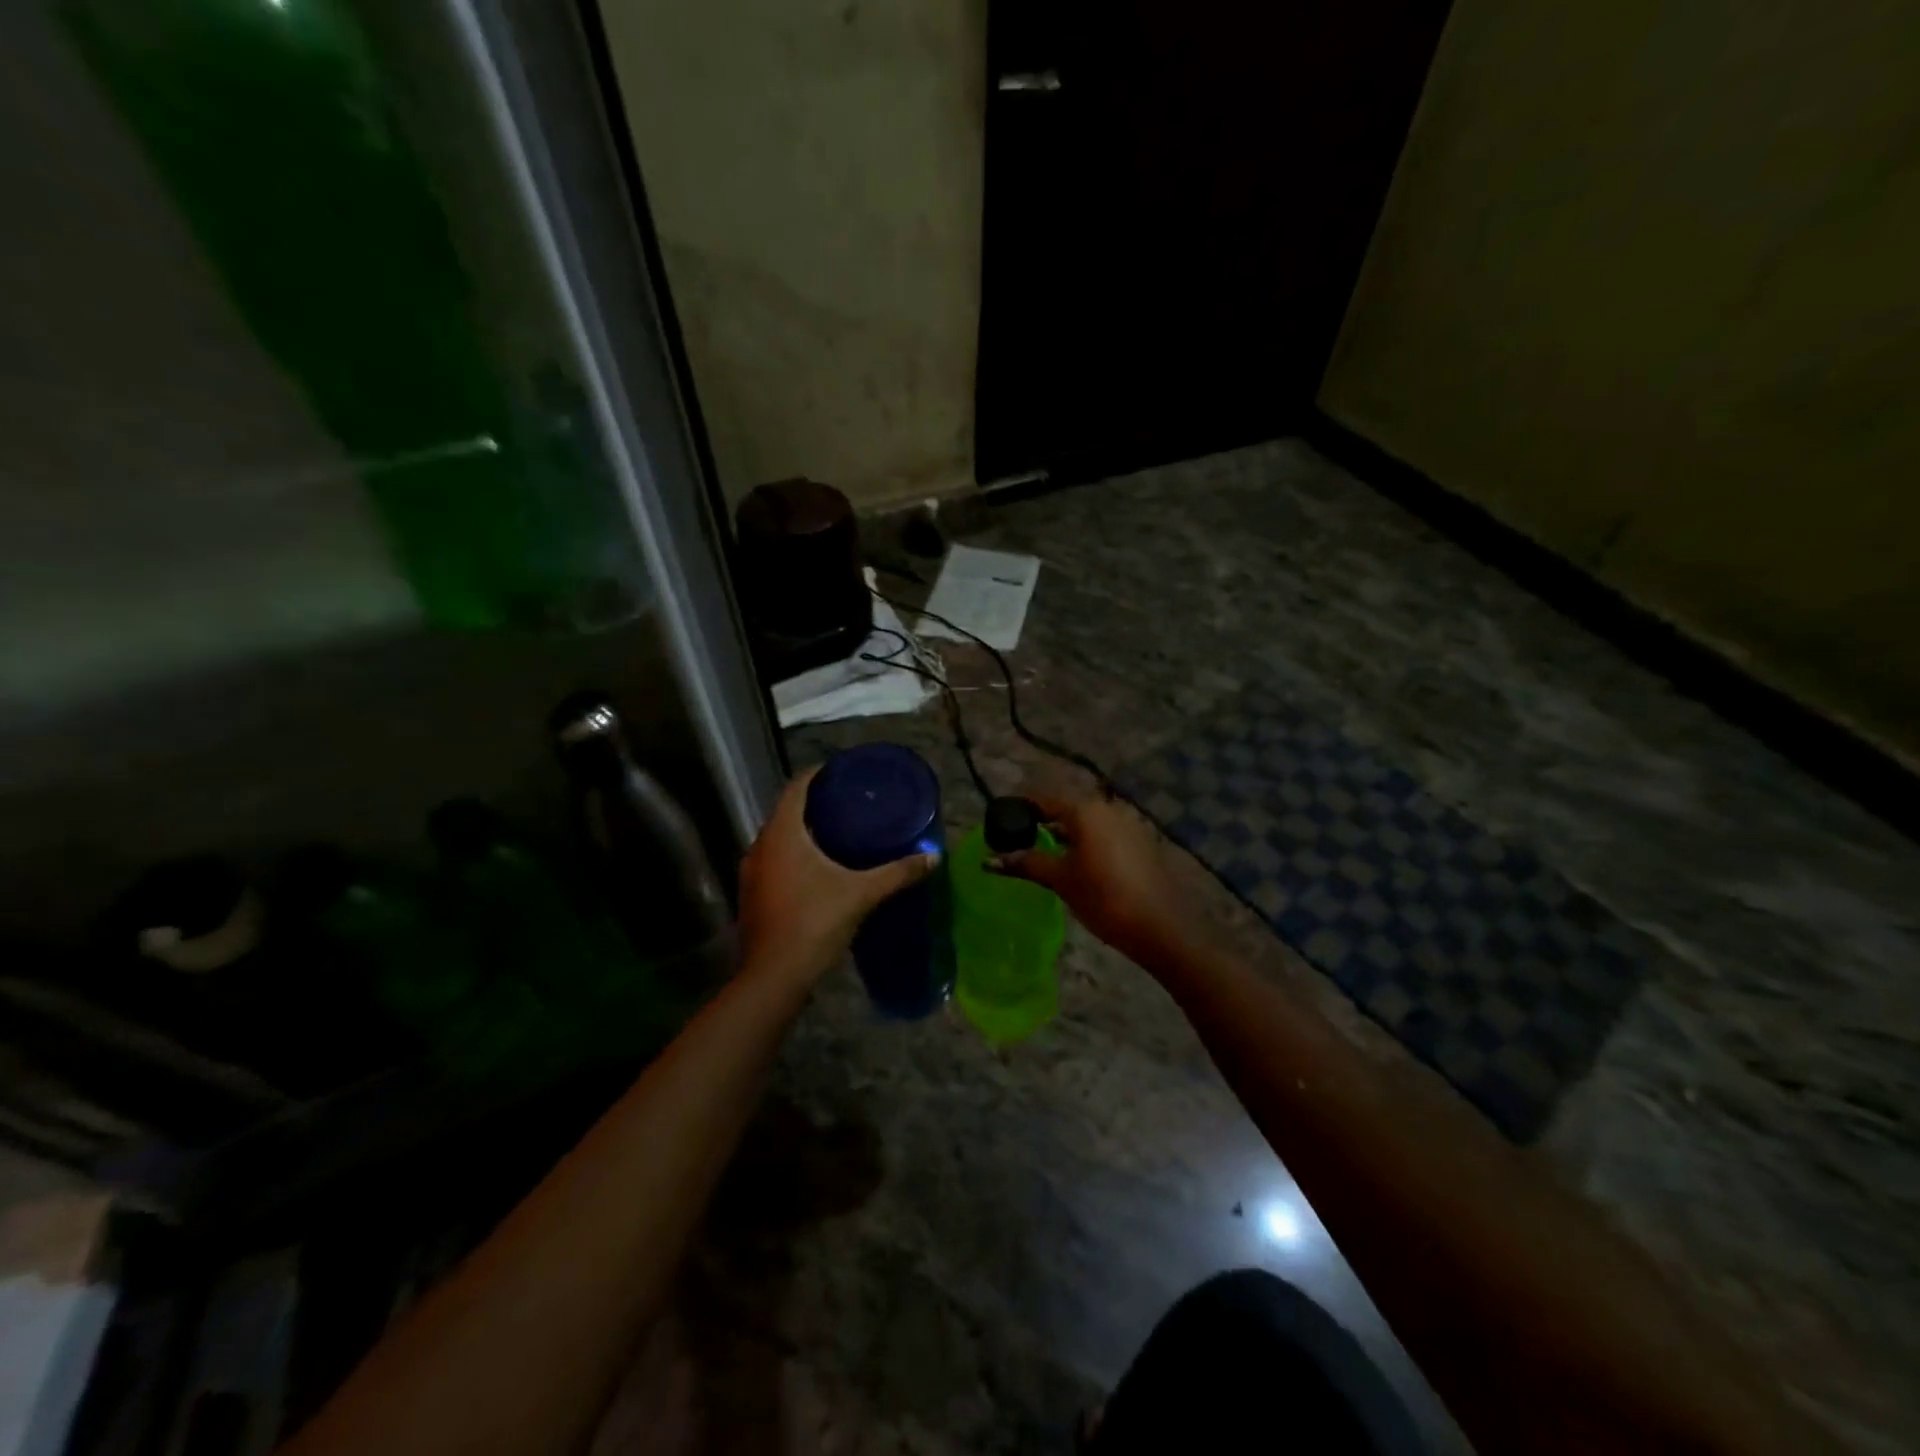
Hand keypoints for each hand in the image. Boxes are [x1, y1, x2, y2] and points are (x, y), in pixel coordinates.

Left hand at [737, 767, 938, 986]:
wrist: (774, 977)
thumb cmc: (814, 923)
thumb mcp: (861, 894)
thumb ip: (897, 873)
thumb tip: (934, 857)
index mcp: (782, 834)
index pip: (796, 787)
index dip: (818, 774)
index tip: (843, 772)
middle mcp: (760, 846)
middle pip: (787, 812)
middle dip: (816, 805)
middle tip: (850, 803)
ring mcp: (752, 873)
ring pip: (779, 840)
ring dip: (804, 833)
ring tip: (839, 833)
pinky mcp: (753, 896)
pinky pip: (775, 862)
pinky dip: (795, 857)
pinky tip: (820, 869)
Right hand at [988, 790, 1197, 965]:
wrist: (1161, 927)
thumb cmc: (1104, 898)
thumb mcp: (1060, 880)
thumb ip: (1026, 863)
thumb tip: (989, 860)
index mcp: (1085, 810)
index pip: (1043, 798)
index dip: (1020, 808)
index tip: (1001, 822)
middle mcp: (1108, 807)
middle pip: (1067, 806)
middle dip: (1043, 820)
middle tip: (1020, 839)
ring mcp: (1128, 823)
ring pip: (1087, 820)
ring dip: (1065, 831)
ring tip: (1045, 853)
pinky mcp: (1141, 842)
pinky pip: (1105, 833)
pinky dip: (1086, 841)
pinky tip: (1078, 863)